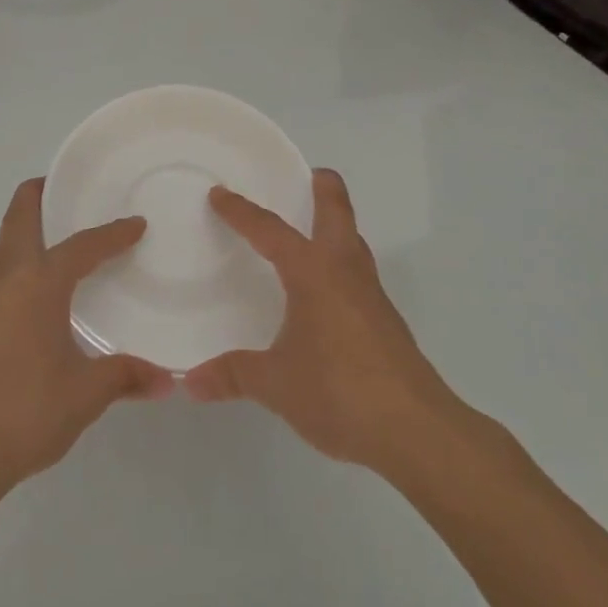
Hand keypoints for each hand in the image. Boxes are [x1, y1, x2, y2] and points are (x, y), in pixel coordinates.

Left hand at [0, 178, 173, 495]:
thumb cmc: (25, 411)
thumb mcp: (85, 394)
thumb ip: (125, 377)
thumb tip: (166, 379)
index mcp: (38, 283)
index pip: (82, 245)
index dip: (112, 233)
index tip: (136, 225)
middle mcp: (5, 278)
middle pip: (19, 216)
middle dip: (41, 194)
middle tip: (70, 191)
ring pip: (5, 244)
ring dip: (29, 230)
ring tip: (61, 241)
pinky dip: (20, 262)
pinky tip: (39, 294)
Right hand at [184, 169, 475, 477]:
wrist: (416, 431)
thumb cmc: (339, 391)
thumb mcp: (276, 384)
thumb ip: (233, 375)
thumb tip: (191, 382)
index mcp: (313, 273)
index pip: (270, 230)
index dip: (241, 211)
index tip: (220, 194)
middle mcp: (345, 271)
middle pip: (338, 212)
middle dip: (323, 188)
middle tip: (305, 175)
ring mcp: (371, 296)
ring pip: (353, 242)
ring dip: (335, 226)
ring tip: (310, 231)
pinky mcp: (386, 322)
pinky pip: (358, 274)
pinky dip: (340, 264)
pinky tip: (325, 293)